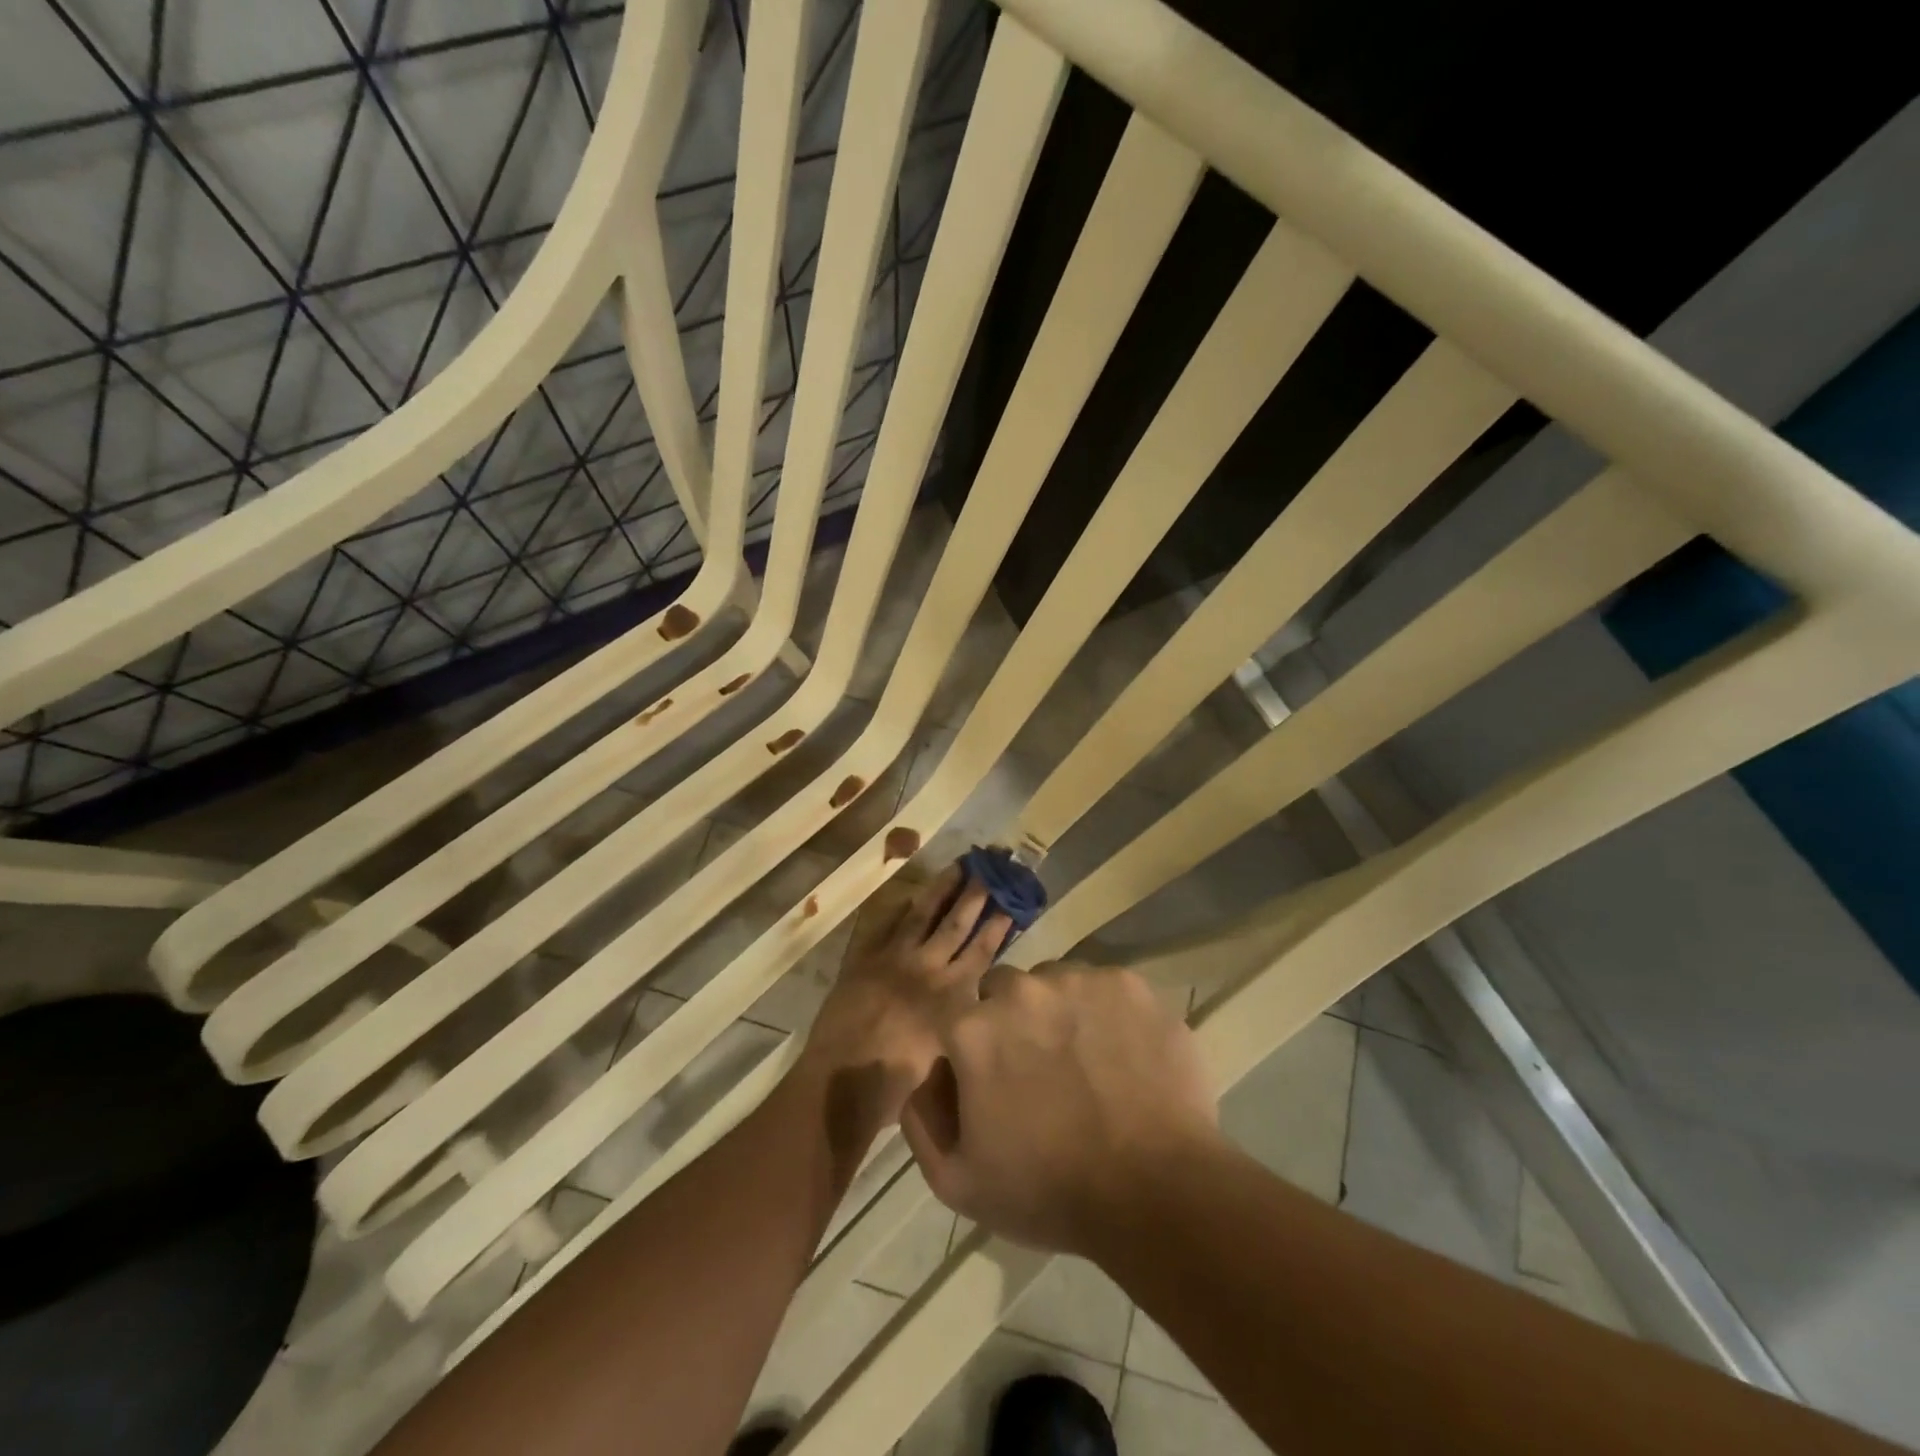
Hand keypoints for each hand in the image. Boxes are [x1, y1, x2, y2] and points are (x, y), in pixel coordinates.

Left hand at [800, 863, 1011, 1130]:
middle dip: (975, 895)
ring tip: (958, 866)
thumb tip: (975, 1000)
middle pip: (956, 924)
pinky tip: (908, 895)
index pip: (981, 950)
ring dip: (942, 889)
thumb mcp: (948, 1053)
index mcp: (952, 995)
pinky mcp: (865, 959)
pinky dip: (898, 909)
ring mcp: (894, 959)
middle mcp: (927, 969)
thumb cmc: (900, 1084)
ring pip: (922, 915)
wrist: (844, 1080)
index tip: (1010, 903)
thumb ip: (963, 1019)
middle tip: (989, 869)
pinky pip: (885, 925)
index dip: (997, 925)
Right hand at [900, 962, 1219, 1255]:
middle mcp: (1022, 989)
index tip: (997, 1084)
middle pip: (1004, 991)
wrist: (1155, 1192)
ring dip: (1059, 1011)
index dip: (973, 1052)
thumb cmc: (1049, 1192)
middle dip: (1013, 1022)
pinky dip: (1107, 1012)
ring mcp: (1079, 981)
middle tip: (1041, 1070)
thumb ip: (922, 1117)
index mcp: (973, 1028)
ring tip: (1087, 1063)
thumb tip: (932, 1071)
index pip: (959, 1019)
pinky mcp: (1129, 984)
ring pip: (1055, 983)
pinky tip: (1122, 1055)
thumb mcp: (956, 1181)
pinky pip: (1105, 988)